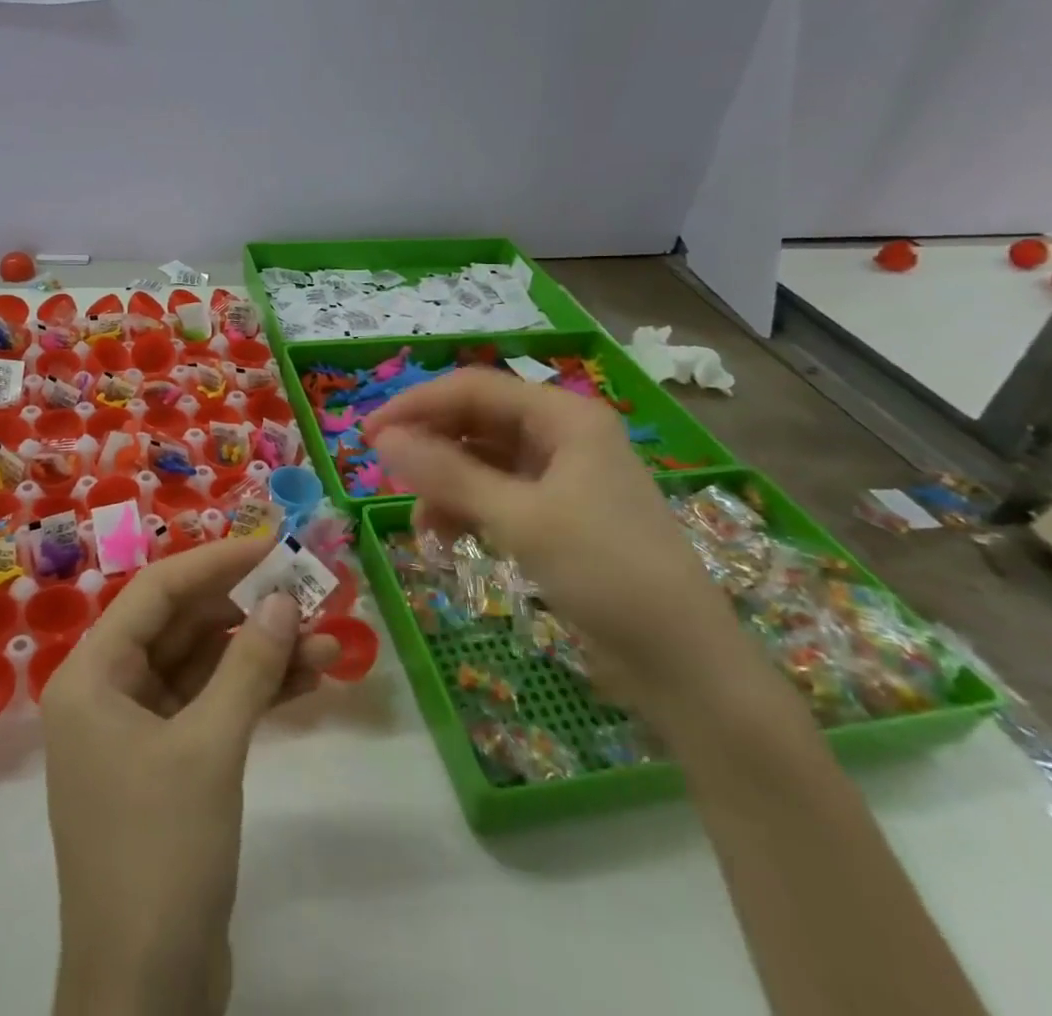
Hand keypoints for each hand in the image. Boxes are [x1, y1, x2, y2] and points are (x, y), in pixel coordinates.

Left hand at [43, 537, 337, 1015]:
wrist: (145, 995)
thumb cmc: (160, 852)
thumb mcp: (210, 747)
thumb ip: (248, 666)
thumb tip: (283, 598)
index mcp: (92, 676)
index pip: (156, 591)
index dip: (216, 563)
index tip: (271, 546)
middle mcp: (107, 693)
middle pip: (181, 626)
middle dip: (246, 611)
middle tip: (307, 594)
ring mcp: (136, 731)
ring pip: (202, 667)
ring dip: (259, 653)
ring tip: (324, 641)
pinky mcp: (165, 766)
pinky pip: (210, 706)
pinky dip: (253, 692)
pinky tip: (305, 680)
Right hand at [366, 367, 756, 723]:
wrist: (683, 664)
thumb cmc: (606, 572)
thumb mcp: (519, 519)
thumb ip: (447, 475)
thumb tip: (383, 440)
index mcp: (564, 417)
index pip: (474, 388)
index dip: (416, 405)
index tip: (368, 435)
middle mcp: (562, 435)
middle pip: (477, 421)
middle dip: (430, 446)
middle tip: (385, 473)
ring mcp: (561, 476)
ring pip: (482, 460)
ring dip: (445, 485)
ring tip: (422, 524)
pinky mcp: (557, 514)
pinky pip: (496, 494)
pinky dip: (467, 510)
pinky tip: (448, 539)